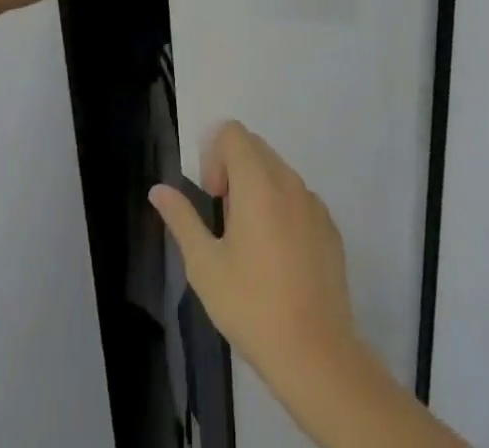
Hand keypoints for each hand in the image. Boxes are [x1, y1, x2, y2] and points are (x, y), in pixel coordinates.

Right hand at [149, 122, 363, 394]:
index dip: (215, 155)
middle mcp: (289, 181)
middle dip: (234, 169)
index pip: (233, 132)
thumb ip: (181, 218)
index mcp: (257, 181)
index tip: (213, 196)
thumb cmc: (252, 306)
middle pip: (256, 147)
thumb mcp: (205, 265)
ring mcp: (314, 203)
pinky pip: (300, 198)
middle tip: (226, 219)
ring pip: (279, 172)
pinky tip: (279, 258)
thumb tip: (158, 190)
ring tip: (251, 242)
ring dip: (259, 188)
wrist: (316, 354)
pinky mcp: (330, 227)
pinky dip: (283, 209)